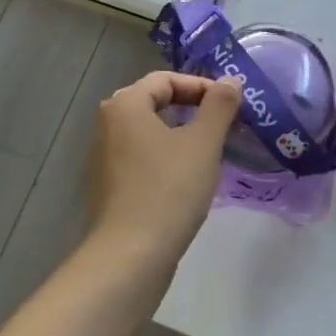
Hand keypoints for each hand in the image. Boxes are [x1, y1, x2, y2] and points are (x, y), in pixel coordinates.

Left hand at [87, 71, 241, 273]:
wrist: (130, 256)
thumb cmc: (168, 190)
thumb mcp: (203, 143)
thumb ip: (219, 106)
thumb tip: (230, 81)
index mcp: (125, 105)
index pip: (166, 79)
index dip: (201, 86)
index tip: (230, 104)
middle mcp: (108, 124)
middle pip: (155, 101)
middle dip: (192, 108)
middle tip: (224, 123)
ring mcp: (105, 157)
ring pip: (149, 131)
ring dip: (181, 133)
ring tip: (211, 150)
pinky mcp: (110, 185)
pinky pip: (142, 156)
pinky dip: (167, 156)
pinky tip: (188, 178)